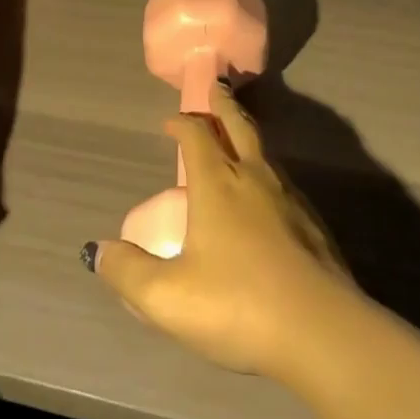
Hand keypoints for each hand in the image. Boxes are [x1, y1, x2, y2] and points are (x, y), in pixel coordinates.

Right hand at [87, 86, 358, 380]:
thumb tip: (97, 251)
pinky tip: (266, 193)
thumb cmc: (238, 306)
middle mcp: (253, 178)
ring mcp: (289, 197)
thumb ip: (128, 273)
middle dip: (223, 105)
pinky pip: (282, 179)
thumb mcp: (168, 298)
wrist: (323, 331)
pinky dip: (266, 169)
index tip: (170, 121)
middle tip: (217, 87)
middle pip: (238, 126)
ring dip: (246, 133)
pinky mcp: (312, 222)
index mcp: (217, 185)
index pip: (196, 137)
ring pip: (264, 150)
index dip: (181, 124)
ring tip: (238, 135)